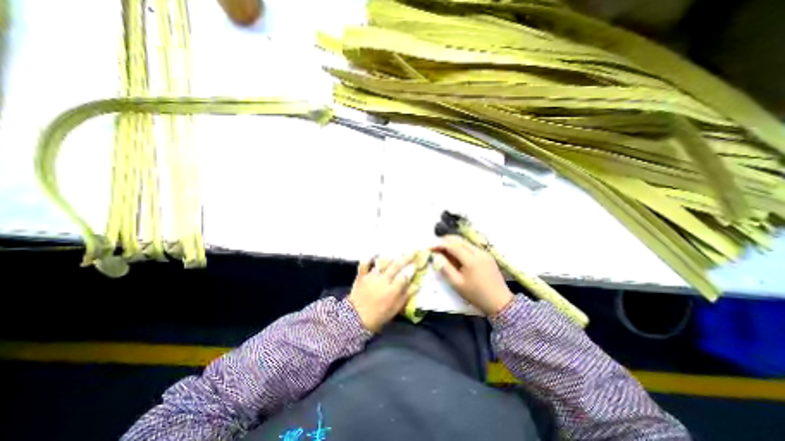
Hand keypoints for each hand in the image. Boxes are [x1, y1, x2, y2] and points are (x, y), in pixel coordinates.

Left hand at [346, 253, 412, 332]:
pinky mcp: (362, 275)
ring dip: (391, 257)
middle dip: (405, 258)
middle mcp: (383, 281)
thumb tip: (416, 284)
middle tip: (412, 252)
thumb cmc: (379, 315)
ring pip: (382, 263)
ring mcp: (371, 277)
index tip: (416, 264)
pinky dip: (370, 257)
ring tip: (397, 253)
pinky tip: (376, 254)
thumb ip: (406, 295)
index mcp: (392, 291)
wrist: (356, 319)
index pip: (404, 277)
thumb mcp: (396, 309)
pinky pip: (365, 263)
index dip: (411, 269)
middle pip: (396, 266)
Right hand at [428, 235, 516, 316]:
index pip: (452, 246)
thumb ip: (445, 268)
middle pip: (459, 240)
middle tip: (435, 247)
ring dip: (453, 243)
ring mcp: (484, 253)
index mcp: (471, 260)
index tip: (430, 247)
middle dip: (445, 241)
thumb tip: (436, 257)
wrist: (500, 302)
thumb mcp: (457, 284)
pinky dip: (461, 247)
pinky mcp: (487, 256)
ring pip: (465, 242)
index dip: (439, 245)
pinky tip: (456, 254)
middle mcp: (478, 252)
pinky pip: (471, 247)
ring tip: (443, 250)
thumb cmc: (476, 295)